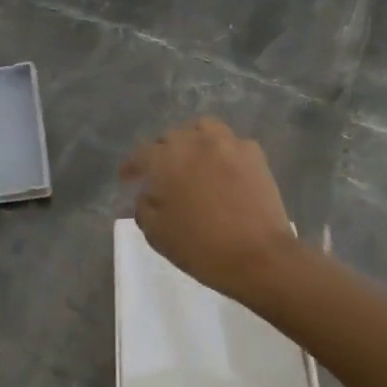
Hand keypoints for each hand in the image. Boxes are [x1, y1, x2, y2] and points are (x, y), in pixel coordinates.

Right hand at [120, 118, 297, 303]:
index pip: (141, 154)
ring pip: (203, 129)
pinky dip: (222, 151)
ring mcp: (228, 144)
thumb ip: (143, 207)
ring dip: (192, 140)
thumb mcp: (157, 233)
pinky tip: (222, 168)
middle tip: (159, 173)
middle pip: (171, 137)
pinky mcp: (254, 155)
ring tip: (191, 158)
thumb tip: (148, 194)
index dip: (131, 166)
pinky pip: (231, 143)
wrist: (259, 257)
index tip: (127, 178)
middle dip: (161, 152)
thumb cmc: (201, 247)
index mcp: (166, 159)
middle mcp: (195, 142)